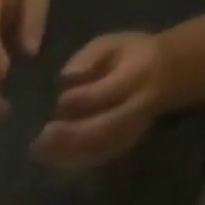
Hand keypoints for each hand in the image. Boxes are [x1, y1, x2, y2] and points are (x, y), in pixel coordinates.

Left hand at [31, 31, 169, 168]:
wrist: (167, 75)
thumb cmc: (130, 56)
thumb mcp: (113, 43)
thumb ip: (90, 56)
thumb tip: (66, 76)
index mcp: (137, 76)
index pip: (104, 93)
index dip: (78, 100)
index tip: (56, 102)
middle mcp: (136, 108)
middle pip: (100, 129)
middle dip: (67, 136)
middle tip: (39, 139)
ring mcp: (131, 131)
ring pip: (96, 150)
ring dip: (64, 154)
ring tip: (38, 151)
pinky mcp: (123, 147)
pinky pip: (94, 160)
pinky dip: (70, 161)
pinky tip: (49, 157)